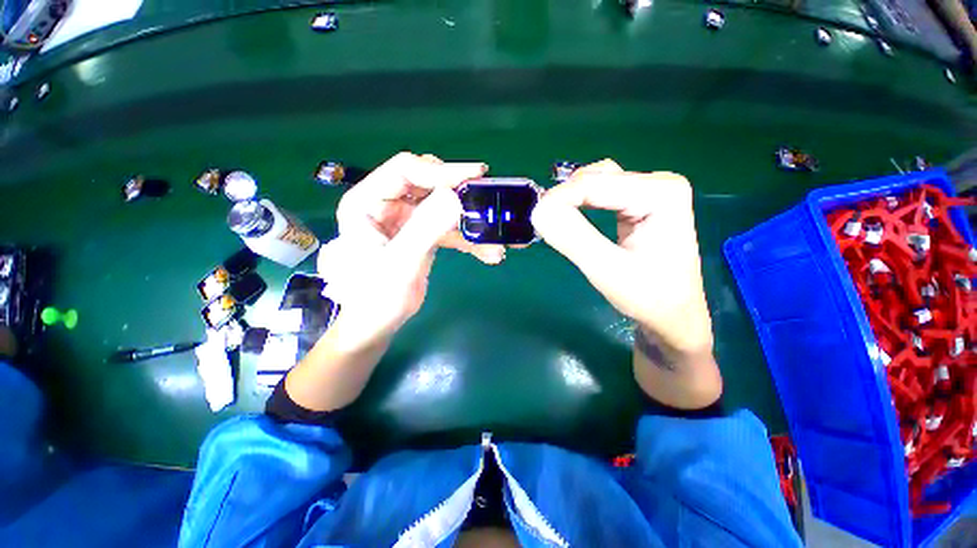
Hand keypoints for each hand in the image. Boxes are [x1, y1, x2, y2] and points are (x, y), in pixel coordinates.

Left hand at [317, 153, 491, 347]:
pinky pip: (449, 228)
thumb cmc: (375, 298)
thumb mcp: (400, 263)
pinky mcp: (422, 234)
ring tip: (496, 241)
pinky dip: (469, 239)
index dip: (442, 171)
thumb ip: (425, 229)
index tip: (477, 175)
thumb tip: (456, 197)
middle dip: (461, 194)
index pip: (406, 169)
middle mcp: (387, 203)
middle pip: (430, 184)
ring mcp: (406, 219)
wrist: (375, 324)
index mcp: (368, 201)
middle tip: (489, 203)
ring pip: (444, 207)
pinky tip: (488, 253)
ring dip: (471, 223)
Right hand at [531, 160, 720, 407]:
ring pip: (597, 183)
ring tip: (555, 221)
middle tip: (543, 222)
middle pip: (597, 178)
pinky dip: (581, 204)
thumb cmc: (648, 298)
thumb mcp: (607, 270)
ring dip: (571, 200)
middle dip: (565, 198)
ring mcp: (652, 191)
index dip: (559, 198)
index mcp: (661, 193)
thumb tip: (538, 210)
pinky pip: (602, 194)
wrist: (674, 316)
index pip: (595, 182)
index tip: (535, 219)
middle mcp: (659, 183)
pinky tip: (571, 217)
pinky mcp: (641, 203)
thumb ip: (572, 238)